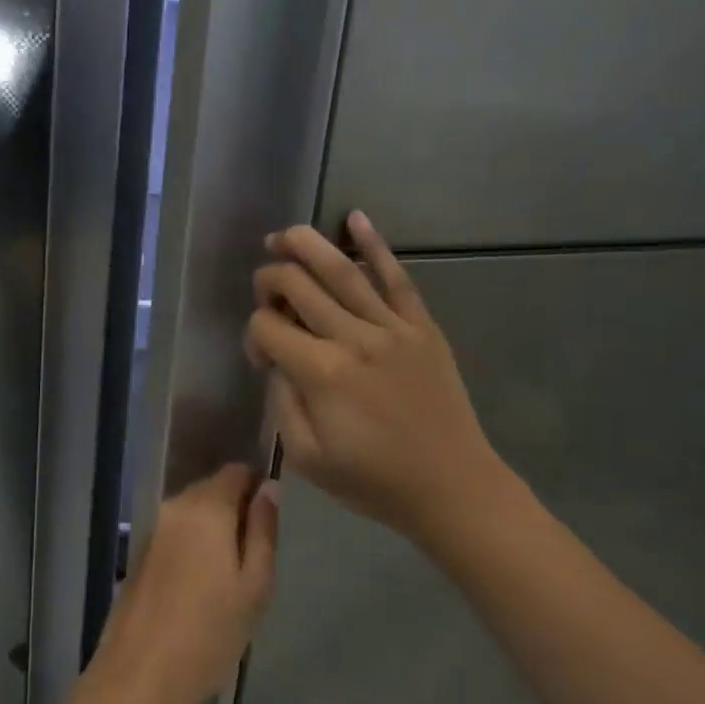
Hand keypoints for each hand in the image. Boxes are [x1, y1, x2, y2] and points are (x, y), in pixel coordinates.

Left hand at [84, 465, 277, 703]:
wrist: (139, 679)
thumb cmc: (210, 633)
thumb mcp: (255, 585)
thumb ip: (264, 529)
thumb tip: (269, 488)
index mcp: (205, 507)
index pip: (235, 471)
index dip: (257, 486)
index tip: (270, 523)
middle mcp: (174, 507)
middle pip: (213, 490)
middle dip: (236, 511)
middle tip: (254, 559)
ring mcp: (153, 531)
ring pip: (194, 514)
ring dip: (214, 532)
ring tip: (230, 579)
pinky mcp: (140, 555)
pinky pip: (177, 535)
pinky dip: (193, 547)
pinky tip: (200, 589)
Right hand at [246, 211, 521, 552]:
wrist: (452, 486)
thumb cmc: (374, 481)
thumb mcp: (307, 458)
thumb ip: (282, 402)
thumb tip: (278, 363)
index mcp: (321, 373)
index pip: (267, 327)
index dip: (253, 336)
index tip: (263, 359)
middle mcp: (353, 337)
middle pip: (297, 285)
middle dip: (269, 279)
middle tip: (263, 290)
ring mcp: (391, 326)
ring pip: (341, 270)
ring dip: (306, 245)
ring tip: (283, 236)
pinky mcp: (421, 326)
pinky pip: (396, 276)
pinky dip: (374, 244)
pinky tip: (354, 218)